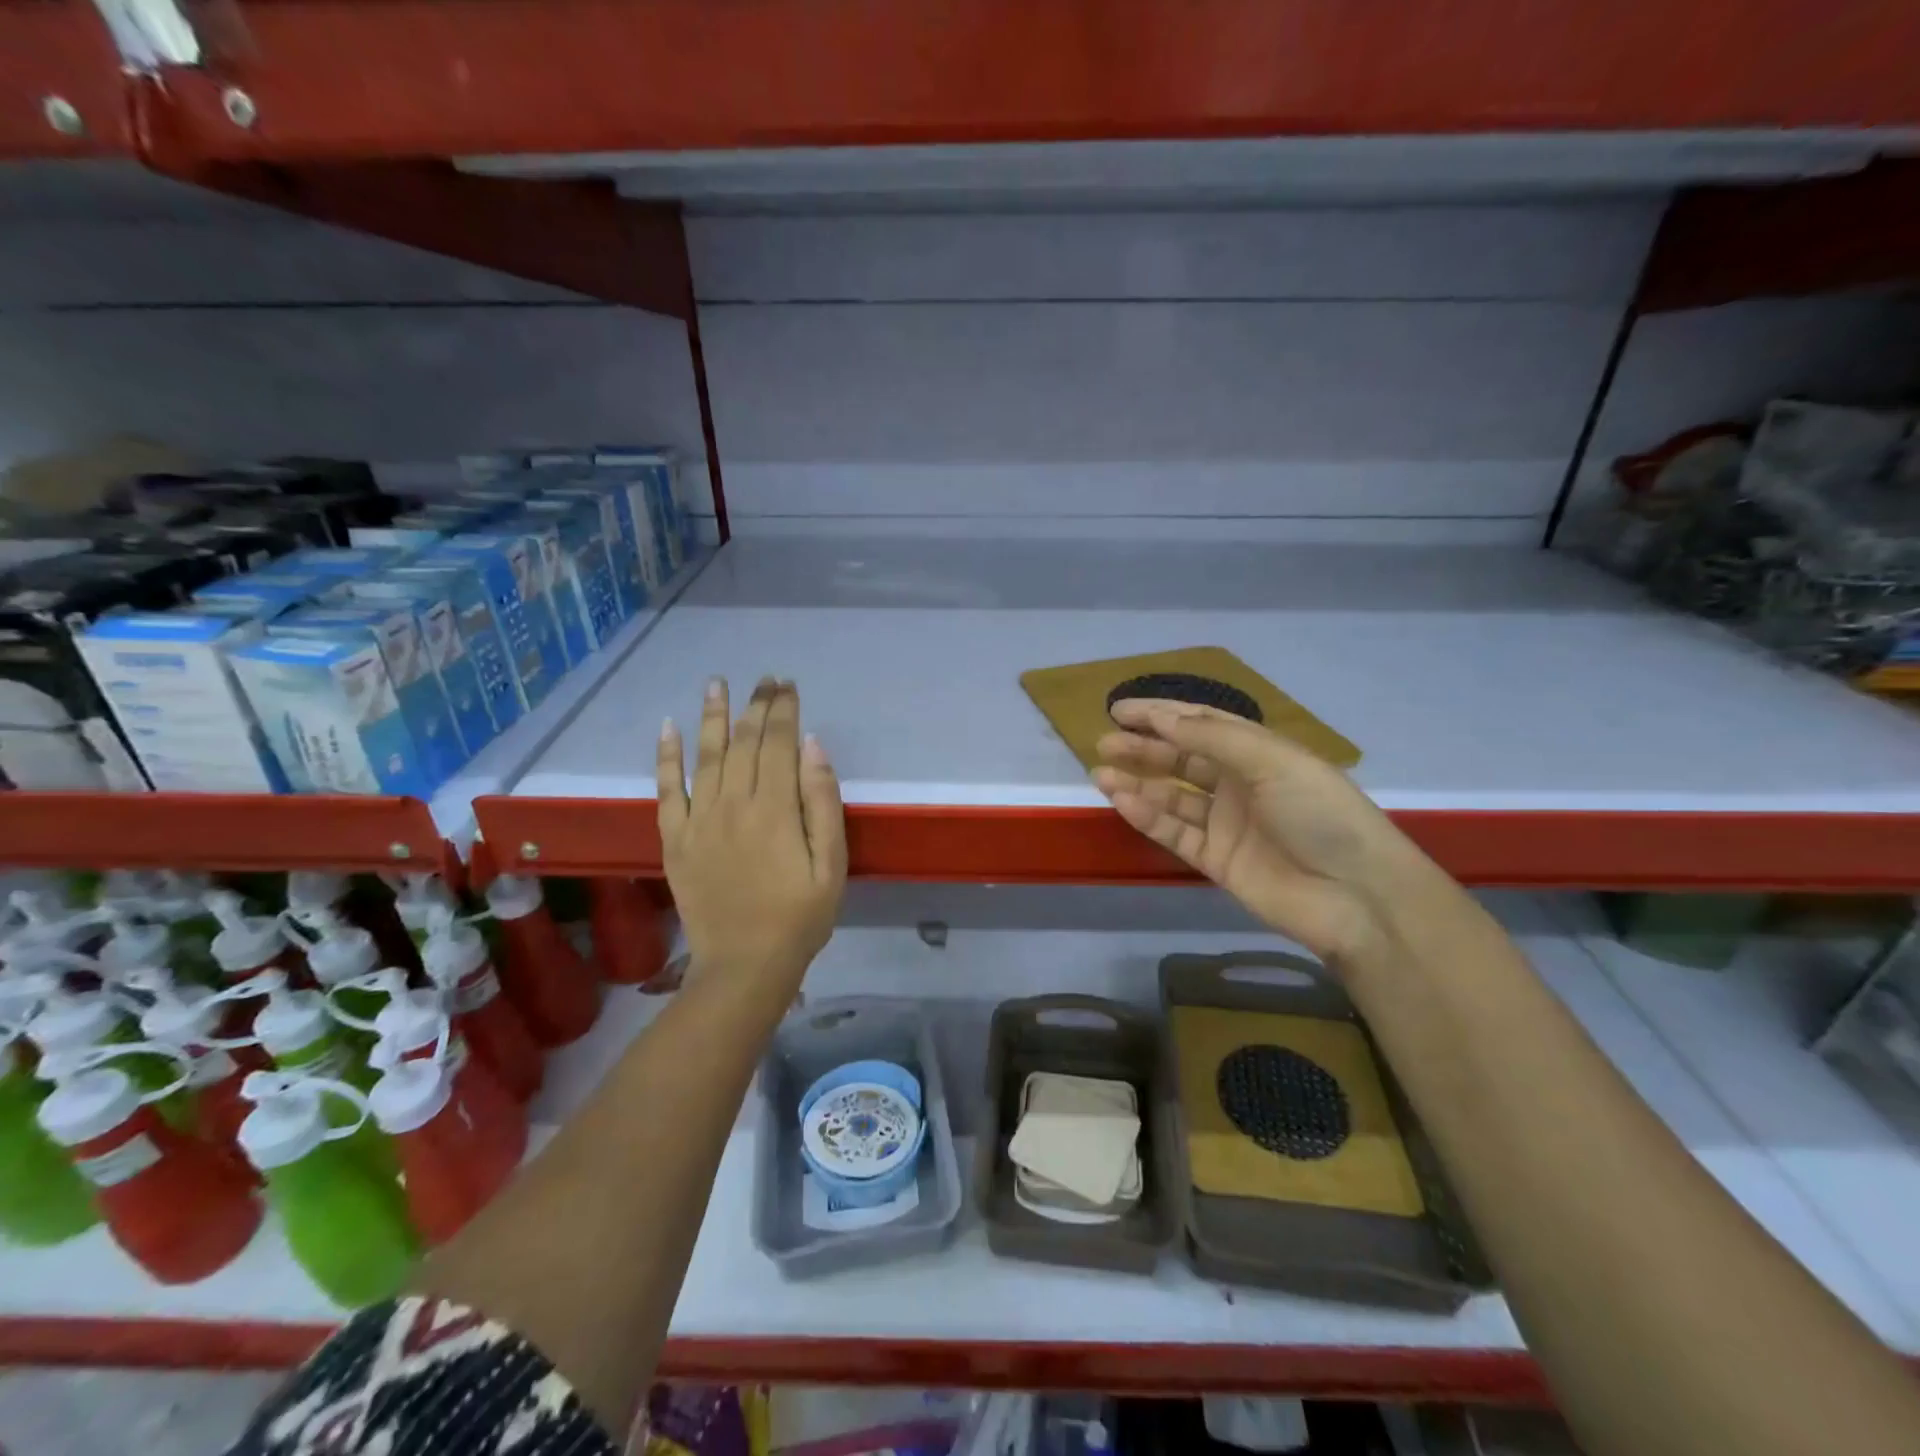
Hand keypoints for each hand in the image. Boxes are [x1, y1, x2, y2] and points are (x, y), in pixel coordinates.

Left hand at [657, 678, 846, 996]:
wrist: (744, 964)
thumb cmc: (800, 916)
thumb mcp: (831, 863)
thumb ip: (822, 802)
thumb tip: (811, 746)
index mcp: (775, 808)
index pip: (779, 744)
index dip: (783, 710)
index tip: (787, 685)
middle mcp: (733, 803)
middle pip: (744, 742)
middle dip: (756, 706)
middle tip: (764, 679)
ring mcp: (699, 820)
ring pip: (705, 755)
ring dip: (712, 716)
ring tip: (716, 683)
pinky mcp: (675, 839)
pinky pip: (667, 790)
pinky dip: (666, 757)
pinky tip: (668, 728)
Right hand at [1094, 699, 1440, 966]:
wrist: (1357, 897)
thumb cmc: (1321, 814)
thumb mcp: (1273, 761)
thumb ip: (1213, 739)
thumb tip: (1162, 718)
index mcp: (1260, 753)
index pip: (1202, 725)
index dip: (1161, 715)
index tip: (1120, 710)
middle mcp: (1240, 785)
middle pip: (1181, 760)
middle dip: (1143, 748)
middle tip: (1103, 742)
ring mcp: (1227, 825)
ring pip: (1171, 797)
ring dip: (1137, 783)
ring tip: (1099, 773)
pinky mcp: (1216, 861)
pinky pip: (1175, 834)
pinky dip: (1148, 818)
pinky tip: (1122, 802)